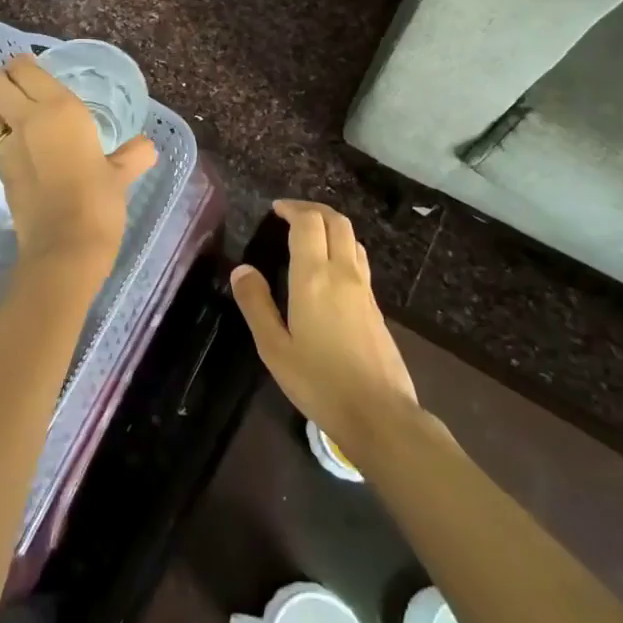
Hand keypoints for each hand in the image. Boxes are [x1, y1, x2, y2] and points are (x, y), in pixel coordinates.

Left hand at [0, 54, 156, 287]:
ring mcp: (9, 148)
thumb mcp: (120, 175)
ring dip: (0, 116)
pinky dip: (6, 146)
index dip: (24, 65)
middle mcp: (28, 120)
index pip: (25, 70)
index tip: (34, 69)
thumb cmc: (99, 201)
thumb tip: (146, 147)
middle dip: (4, 82)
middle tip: (23, 90)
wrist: (65, 247)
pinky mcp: (0, 173)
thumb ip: (132, 155)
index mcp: (59, 109)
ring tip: (21, 126)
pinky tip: (26, 159)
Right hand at [231, 200, 423, 456]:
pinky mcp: (377, 307)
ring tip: (309, 235)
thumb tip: (241, 269)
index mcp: (314, 277)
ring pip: (352, 238)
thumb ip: (256, 305)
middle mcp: (343, 273)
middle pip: (336, 221)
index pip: (308, 222)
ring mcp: (364, 289)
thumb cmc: (319, 382)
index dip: (292, 208)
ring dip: (330, 225)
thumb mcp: (274, 348)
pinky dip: (342, 247)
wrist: (380, 414)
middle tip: (290, 214)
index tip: (275, 209)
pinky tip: (329, 269)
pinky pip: (359, 260)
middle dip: (313, 209)